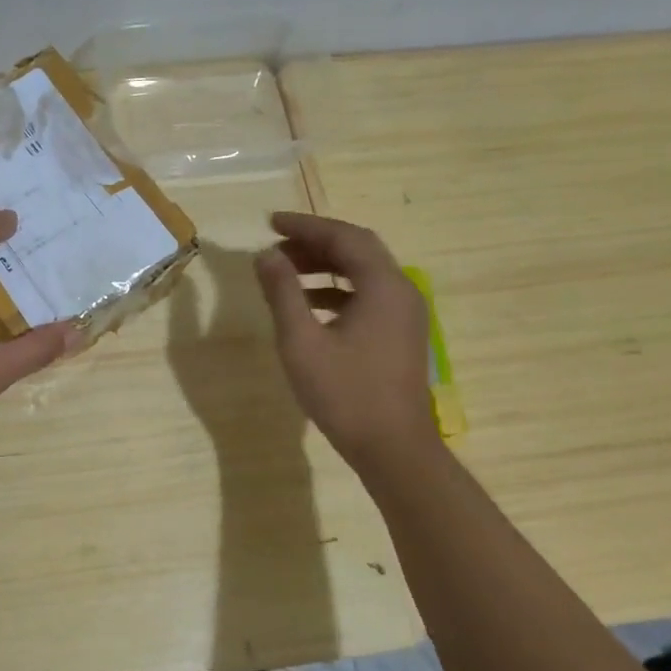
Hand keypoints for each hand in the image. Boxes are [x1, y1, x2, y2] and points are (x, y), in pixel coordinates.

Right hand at [253, 211, 439, 466]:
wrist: (392, 447)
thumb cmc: (344, 393)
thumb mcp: (301, 341)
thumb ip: (282, 292)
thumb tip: (265, 255)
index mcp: (382, 286)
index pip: (344, 237)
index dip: (305, 226)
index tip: (270, 223)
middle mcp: (400, 291)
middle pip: (357, 249)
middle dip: (315, 243)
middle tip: (276, 245)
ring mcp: (404, 314)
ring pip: (363, 273)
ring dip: (324, 266)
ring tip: (285, 272)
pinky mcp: (400, 335)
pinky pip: (367, 295)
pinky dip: (336, 290)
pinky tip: (308, 306)